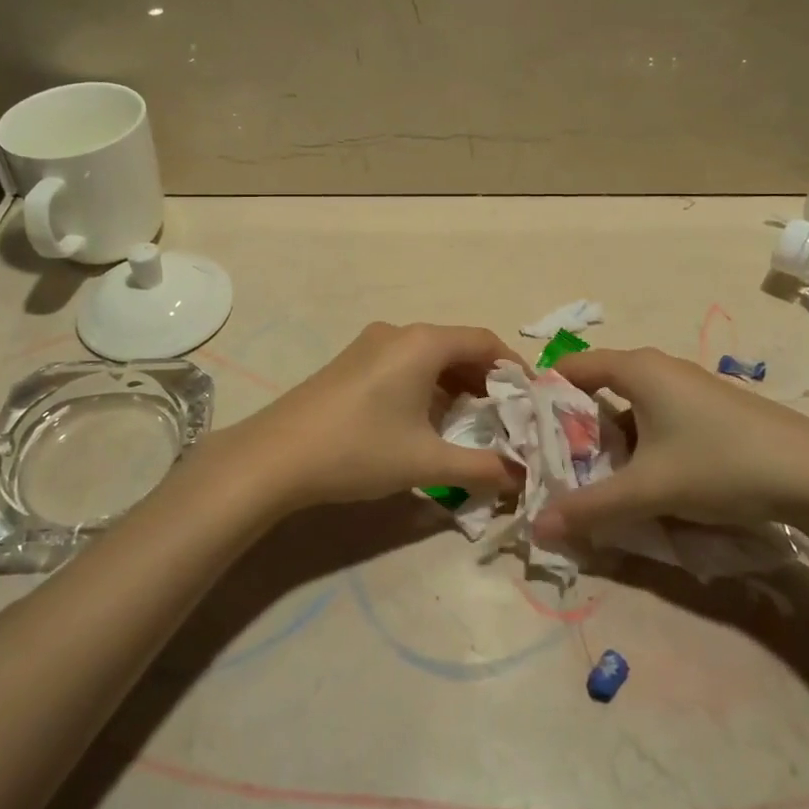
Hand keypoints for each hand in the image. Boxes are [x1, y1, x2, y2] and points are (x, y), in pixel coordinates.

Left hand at [215, 322, 524, 513]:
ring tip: (472, 423)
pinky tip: (428, 420)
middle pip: (457, 346)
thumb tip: (521, 475)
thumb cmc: (359, 450)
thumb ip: (481, 467)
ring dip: (455, 384)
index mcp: (422, 343)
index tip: (532, 400)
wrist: (276, 457)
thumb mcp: (426, 462)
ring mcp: (370, 345)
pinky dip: (427, 385)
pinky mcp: (351, 362)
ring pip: (429, 356)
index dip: (514, 368)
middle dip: (486, 380)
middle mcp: (398, 333)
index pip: (484, 341)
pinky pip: (404, 364)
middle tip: (507, 418)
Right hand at [531, 347, 808, 543]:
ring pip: (629, 406)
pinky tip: (643, 478)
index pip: (571, 367)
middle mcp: (658, 368)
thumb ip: (590, 507)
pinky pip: (655, 417)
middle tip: (553, 463)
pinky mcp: (710, 409)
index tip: (524, 430)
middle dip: (573, 424)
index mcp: (636, 369)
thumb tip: (536, 528)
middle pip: (597, 387)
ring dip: (607, 438)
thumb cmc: (721, 464)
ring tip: (593, 477)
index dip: (543, 394)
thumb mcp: (649, 489)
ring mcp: (688, 387)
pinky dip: (638, 441)